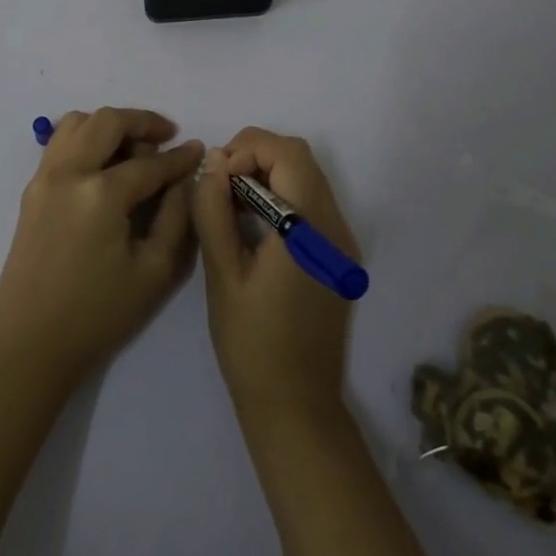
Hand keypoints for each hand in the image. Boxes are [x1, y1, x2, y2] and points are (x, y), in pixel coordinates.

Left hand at [0, 108, 202, 390]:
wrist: (29, 344)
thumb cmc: (98, 315)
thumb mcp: (153, 271)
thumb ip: (176, 216)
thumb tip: (185, 179)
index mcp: (101, 193)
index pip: (149, 163)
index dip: (179, 157)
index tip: (198, 150)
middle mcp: (69, 172)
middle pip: (108, 121)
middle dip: (143, 122)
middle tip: (166, 137)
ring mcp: (44, 177)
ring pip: (77, 122)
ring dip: (109, 126)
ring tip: (133, 149)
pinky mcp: (31, 189)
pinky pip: (60, 143)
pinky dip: (85, 138)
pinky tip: (104, 164)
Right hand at [192, 129, 360, 430]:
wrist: (296, 407)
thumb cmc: (252, 343)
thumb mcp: (222, 274)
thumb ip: (214, 211)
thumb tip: (213, 163)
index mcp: (309, 229)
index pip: (288, 153)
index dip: (248, 148)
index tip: (217, 176)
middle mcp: (336, 228)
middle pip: (301, 159)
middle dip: (256, 157)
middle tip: (220, 186)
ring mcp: (342, 244)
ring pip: (308, 178)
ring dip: (269, 175)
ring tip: (231, 205)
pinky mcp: (339, 258)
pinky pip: (312, 204)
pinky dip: (282, 197)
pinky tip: (254, 227)